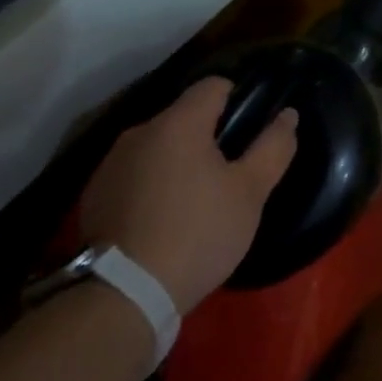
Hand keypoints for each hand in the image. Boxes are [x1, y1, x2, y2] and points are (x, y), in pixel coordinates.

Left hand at [78, 77, 297, 311]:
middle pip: (184, 117)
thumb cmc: (198, 234)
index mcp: (179, 123)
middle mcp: (139, 131)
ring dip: (177, 160)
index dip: (238, 100)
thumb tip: (288, 115)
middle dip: (208, 136)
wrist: (125, 295)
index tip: (250, 133)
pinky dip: (150, 184)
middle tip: (227, 176)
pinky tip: (160, 219)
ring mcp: (111, 163)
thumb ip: (273, 147)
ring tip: (193, 201)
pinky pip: (133, 173)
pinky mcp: (94, 194)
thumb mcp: (250, 193)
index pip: (214, 85)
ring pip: (157, 145)